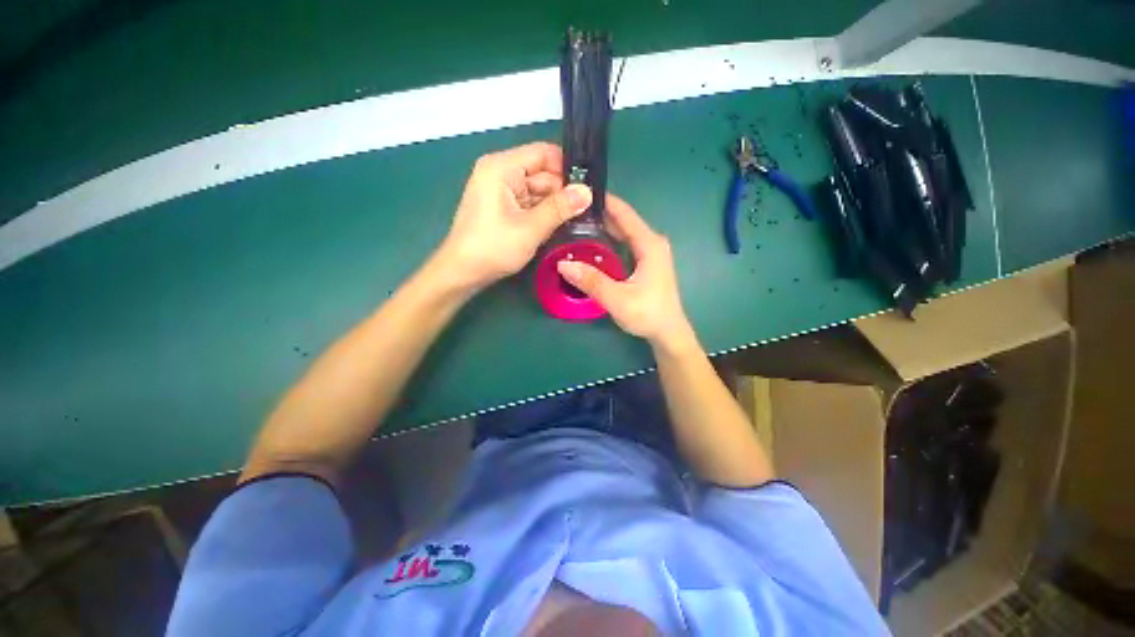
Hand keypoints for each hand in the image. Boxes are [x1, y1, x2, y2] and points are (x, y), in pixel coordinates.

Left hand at [433, 142, 591, 291]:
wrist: (462, 273)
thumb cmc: (492, 248)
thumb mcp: (530, 228)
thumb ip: (560, 208)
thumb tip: (588, 192)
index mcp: (502, 167)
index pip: (543, 154)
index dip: (567, 168)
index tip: (589, 188)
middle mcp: (501, 173)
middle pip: (542, 173)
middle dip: (564, 191)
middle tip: (589, 209)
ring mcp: (501, 191)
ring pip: (539, 191)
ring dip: (556, 205)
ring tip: (581, 218)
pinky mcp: (503, 207)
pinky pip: (530, 204)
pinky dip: (544, 213)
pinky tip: (561, 225)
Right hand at [557, 197, 696, 350]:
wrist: (668, 333)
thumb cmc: (647, 315)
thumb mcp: (617, 299)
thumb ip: (591, 281)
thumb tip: (562, 263)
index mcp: (649, 244)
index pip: (624, 213)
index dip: (604, 200)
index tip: (580, 192)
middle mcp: (652, 242)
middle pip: (623, 220)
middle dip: (599, 213)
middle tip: (571, 209)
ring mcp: (650, 252)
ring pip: (624, 232)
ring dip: (603, 226)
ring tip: (576, 222)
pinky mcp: (647, 262)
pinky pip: (625, 243)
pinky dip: (609, 239)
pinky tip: (592, 243)